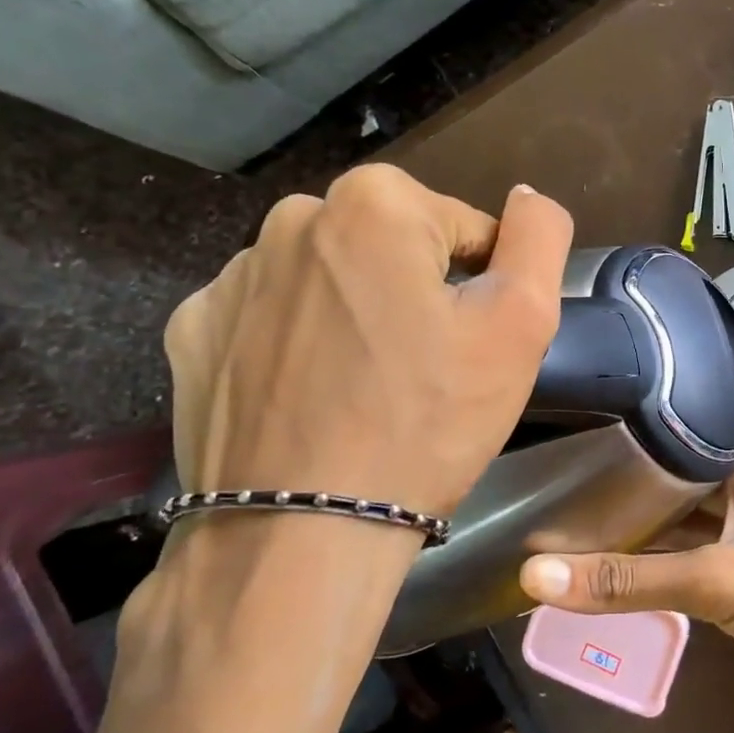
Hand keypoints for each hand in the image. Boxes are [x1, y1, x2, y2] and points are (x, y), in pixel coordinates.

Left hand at [164, 166, 572, 518]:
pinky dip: (297, 347)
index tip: (472, 350)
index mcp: (375, 203)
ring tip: (367, 392)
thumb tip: (528, 197)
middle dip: (418, 296)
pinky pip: (271, 321)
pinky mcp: (194, 333)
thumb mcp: (520, 325)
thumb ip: (539, 239)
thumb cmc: (426, 423)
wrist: (301, 535)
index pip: (465, 230)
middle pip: (394, 249)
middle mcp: (290, 219)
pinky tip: (310, 400)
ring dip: (357, 317)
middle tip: (427, 374)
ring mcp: (231, 278)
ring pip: (332, 282)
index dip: (484, 291)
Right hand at [519, 457, 733, 707]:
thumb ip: (630, 579)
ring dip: (640, 545)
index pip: (667, 452)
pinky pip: (698, 568)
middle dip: (621, 509)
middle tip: (553, 520)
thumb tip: (534, 575)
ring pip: (683, 534)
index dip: (616, 462)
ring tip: (574, 551)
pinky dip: (663, 576)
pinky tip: (624, 586)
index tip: (559, 476)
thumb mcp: (717, 581)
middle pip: (672, 496)